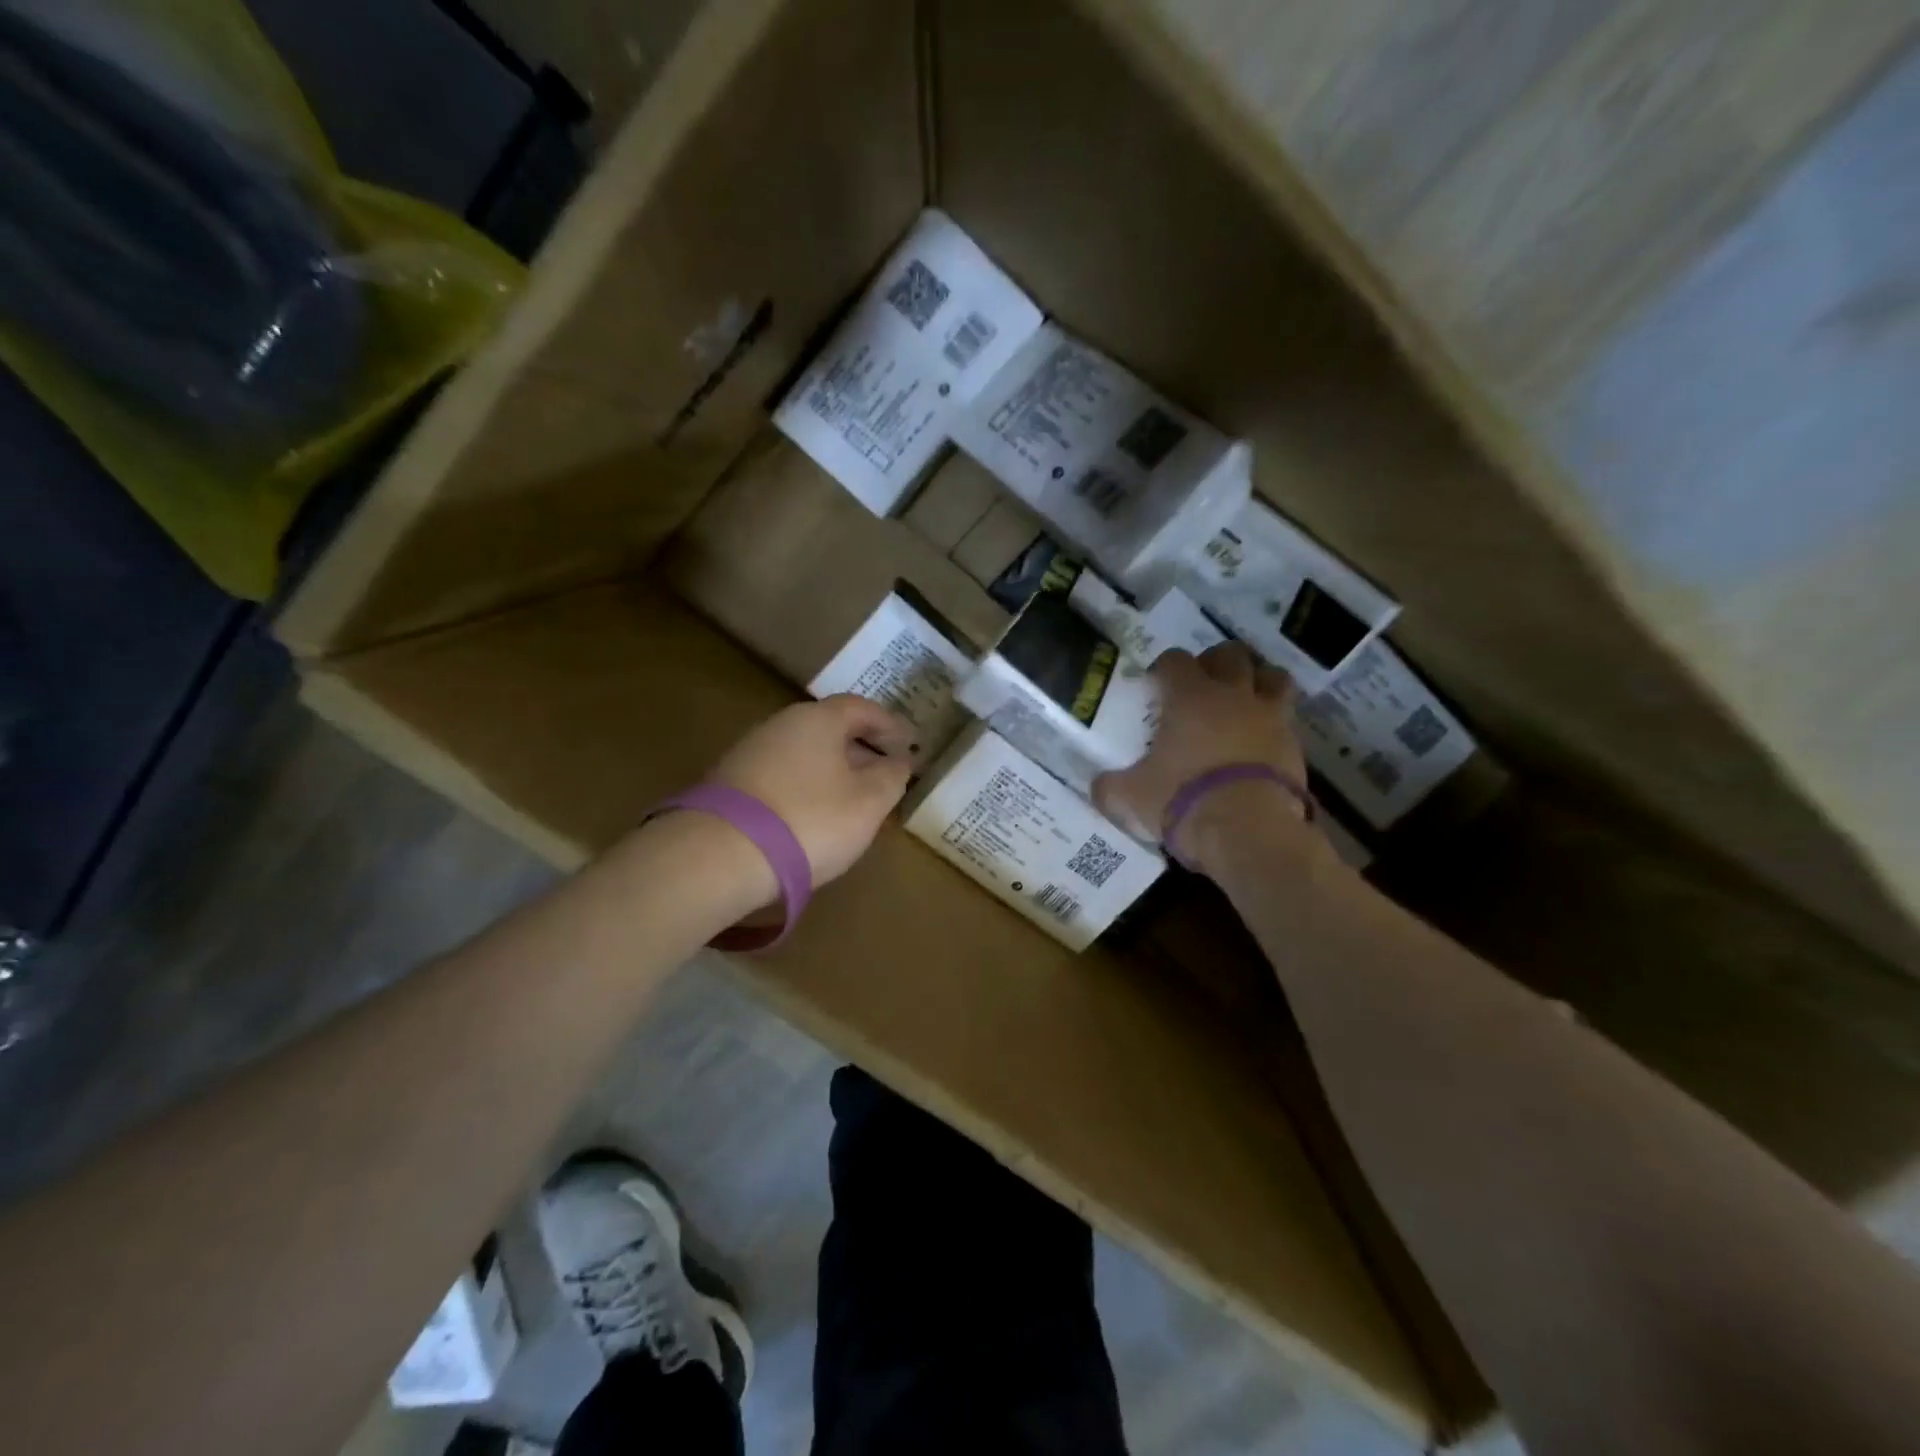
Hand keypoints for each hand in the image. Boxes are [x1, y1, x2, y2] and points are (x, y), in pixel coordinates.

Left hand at [708, 694, 916, 894]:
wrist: (720, 857)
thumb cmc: (809, 821)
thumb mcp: (868, 803)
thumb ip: (892, 777)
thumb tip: (900, 761)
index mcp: (817, 719)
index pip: (861, 708)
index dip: (890, 725)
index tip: (910, 744)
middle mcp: (780, 725)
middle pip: (830, 728)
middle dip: (862, 748)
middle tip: (886, 773)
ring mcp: (750, 753)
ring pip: (805, 753)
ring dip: (833, 769)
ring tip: (853, 799)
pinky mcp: (730, 784)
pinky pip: (783, 775)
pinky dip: (806, 786)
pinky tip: (813, 814)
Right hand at [1093, 643, 1312, 869]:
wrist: (1248, 831)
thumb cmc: (1182, 800)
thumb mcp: (1130, 798)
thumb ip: (1110, 787)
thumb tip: (1099, 786)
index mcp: (1189, 697)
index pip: (1175, 660)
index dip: (1163, 668)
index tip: (1155, 685)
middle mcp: (1232, 695)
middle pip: (1230, 654)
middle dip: (1215, 662)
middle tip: (1202, 685)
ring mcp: (1270, 716)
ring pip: (1272, 675)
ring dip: (1257, 680)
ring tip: (1242, 699)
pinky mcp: (1294, 744)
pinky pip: (1287, 718)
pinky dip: (1274, 721)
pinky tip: (1260, 740)